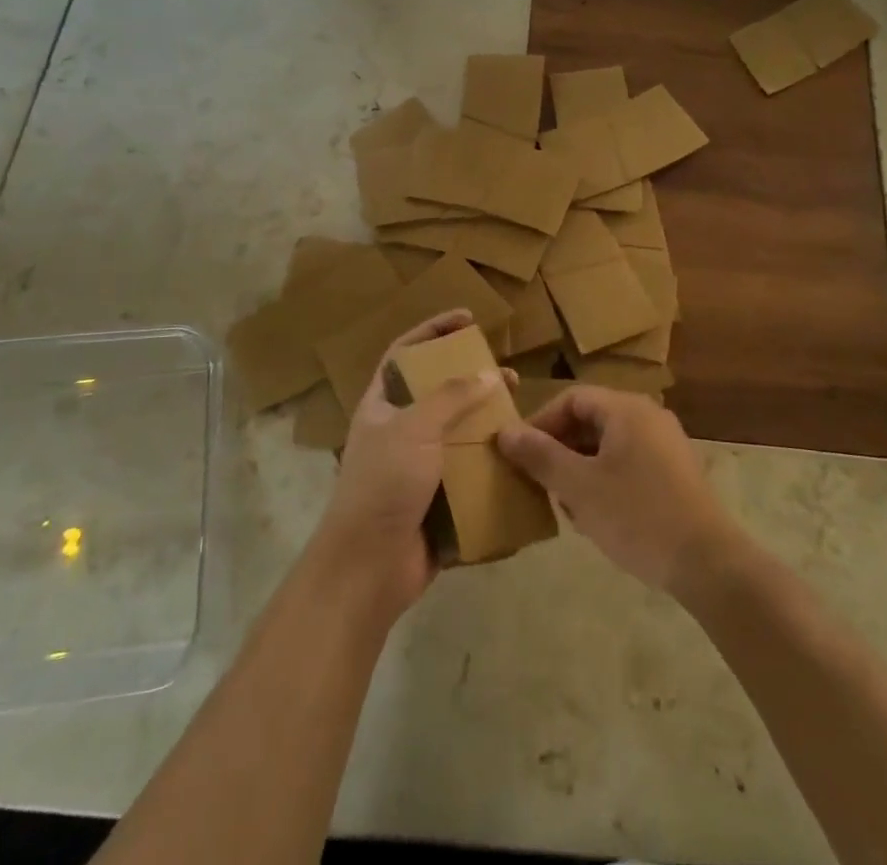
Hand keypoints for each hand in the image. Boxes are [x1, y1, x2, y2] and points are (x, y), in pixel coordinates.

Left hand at [314, 310, 509, 613]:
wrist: (368, 568)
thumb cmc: (383, 485)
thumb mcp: (414, 429)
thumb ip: (450, 397)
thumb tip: (486, 373)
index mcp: (382, 406)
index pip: (405, 353)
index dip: (433, 331)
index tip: (467, 318)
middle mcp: (399, 431)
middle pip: (438, 392)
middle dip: (470, 380)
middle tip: (505, 373)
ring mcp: (418, 467)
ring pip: (458, 433)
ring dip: (486, 423)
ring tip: (517, 414)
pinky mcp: (437, 499)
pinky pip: (468, 473)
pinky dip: (490, 465)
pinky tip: (516, 458)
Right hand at [497, 385, 741, 594]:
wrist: (708, 563)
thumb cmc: (637, 515)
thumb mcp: (579, 487)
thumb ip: (540, 456)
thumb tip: (505, 432)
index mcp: (626, 409)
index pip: (572, 399)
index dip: (541, 422)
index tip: (520, 453)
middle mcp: (649, 416)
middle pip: (591, 420)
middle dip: (560, 449)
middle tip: (539, 482)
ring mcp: (666, 444)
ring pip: (609, 444)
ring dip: (581, 468)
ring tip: (565, 505)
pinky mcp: (675, 473)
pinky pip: (629, 462)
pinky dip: (606, 479)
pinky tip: (597, 516)